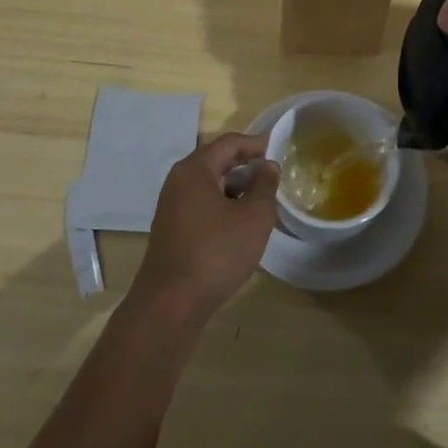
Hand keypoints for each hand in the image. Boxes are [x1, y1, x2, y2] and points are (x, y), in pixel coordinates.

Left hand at [132, 133, 278, 319]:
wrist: (170, 304)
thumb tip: (268, 166)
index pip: (229, 143)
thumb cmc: (216, 252)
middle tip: (272, 174)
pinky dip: (222, 205)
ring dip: (235, 188)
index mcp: (195, 170)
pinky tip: (239, 223)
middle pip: (216, 161)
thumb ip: (264, 186)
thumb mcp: (253, 217)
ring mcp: (171, 206)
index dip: (255, 143)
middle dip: (245, 165)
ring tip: (261, 200)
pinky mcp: (171, 230)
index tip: (277, 147)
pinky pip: (201, 204)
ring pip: (209, 185)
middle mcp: (178, 181)